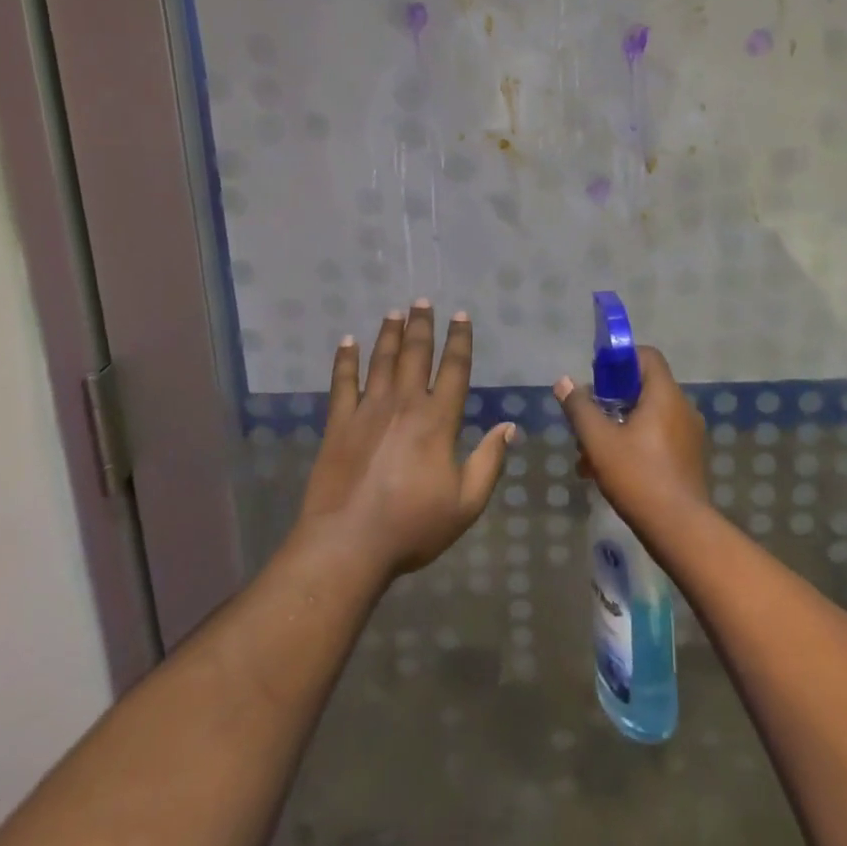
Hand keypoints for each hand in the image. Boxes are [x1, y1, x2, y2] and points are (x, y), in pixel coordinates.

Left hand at [297, 302, 510, 578]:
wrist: (347, 544)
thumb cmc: (413, 526)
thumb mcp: (466, 502)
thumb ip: (489, 461)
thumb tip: (509, 426)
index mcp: (438, 420)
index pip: (454, 370)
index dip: (460, 340)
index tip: (461, 316)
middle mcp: (404, 405)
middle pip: (416, 355)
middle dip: (422, 326)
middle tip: (423, 301)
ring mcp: (368, 411)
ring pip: (381, 361)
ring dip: (389, 334)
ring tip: (394, 311)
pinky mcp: (338, 424)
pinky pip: (342, 383)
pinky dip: (345, 360)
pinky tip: (347, 342)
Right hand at [554, 346, 707, 538]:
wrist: (680, 528)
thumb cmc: (638, 476)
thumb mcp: (599, 441)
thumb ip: (580, 408)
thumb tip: (564, 381)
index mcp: (665, 394)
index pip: (647, 356)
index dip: (619, 360)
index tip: (596, 380)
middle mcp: (682, 407)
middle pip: (643, 388)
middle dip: (610, 403)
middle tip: (587, 424)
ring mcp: (689, 434)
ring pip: (648, 417)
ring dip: (618, 428)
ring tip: (589, 456)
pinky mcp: (689, 457)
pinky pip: (658, 437)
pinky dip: (634, 444)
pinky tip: (610, 472)